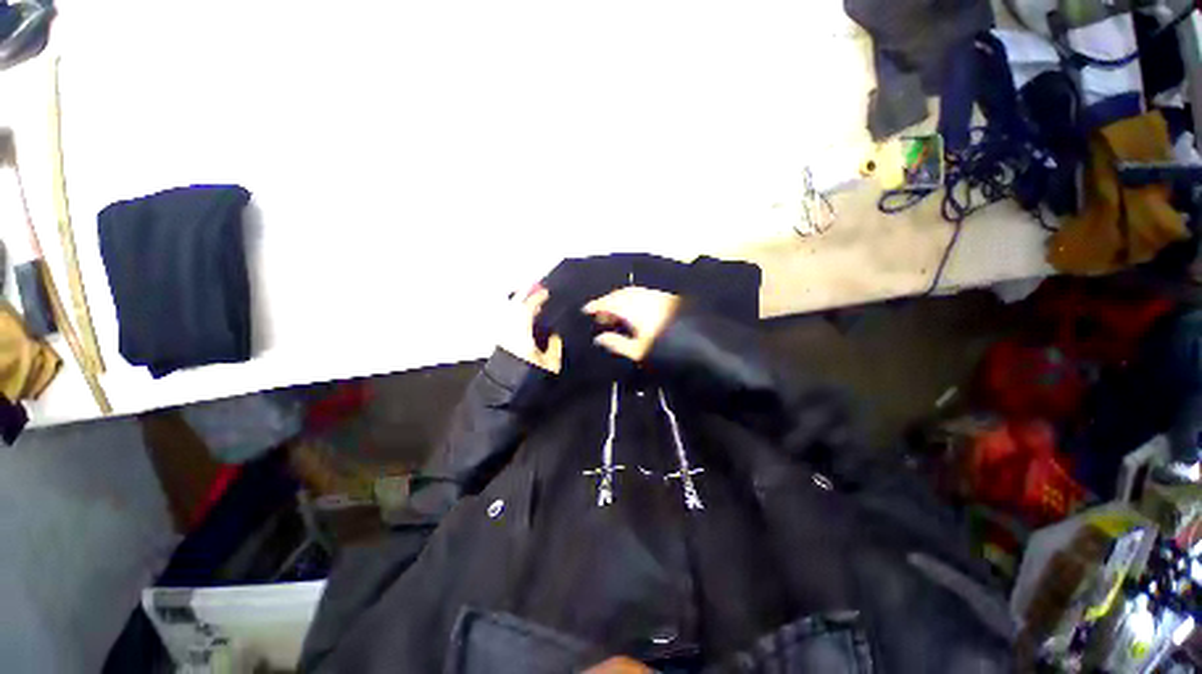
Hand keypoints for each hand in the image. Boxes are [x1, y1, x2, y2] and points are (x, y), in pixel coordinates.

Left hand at [498, 286, 562, 372]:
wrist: (506, 391)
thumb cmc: (529, 376)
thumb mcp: (550, 363)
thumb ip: (554, 345)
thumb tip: (556, 332)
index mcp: (521, 331)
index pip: (528, 308)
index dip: (537, 298)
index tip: (546, 291)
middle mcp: (509, 328)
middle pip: (515, 305)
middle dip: (525, 294)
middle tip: (535, 286)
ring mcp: (503, 333)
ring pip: (510, 311)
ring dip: (519, 301)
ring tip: (530, 297)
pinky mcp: (501, 339)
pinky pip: (509, 318)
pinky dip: (516, 311)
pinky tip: (523, 314)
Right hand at [583, 287, 679, 362]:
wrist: (699, 346)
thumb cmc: (666, 352)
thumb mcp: (638, 352)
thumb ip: (617, 343)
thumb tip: (599, 337)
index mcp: (636, 310)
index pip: (610, 303)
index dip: (596, 305)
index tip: (586, 310)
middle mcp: (646, 299)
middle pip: (621, 294)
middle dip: (608, 301)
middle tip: (601, 315)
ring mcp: (659, 297)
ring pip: (634, 293)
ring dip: (621, 300)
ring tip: (616, 315)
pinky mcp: (669, 300)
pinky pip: (645, 294)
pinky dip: (634, 300)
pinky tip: (635, 312)